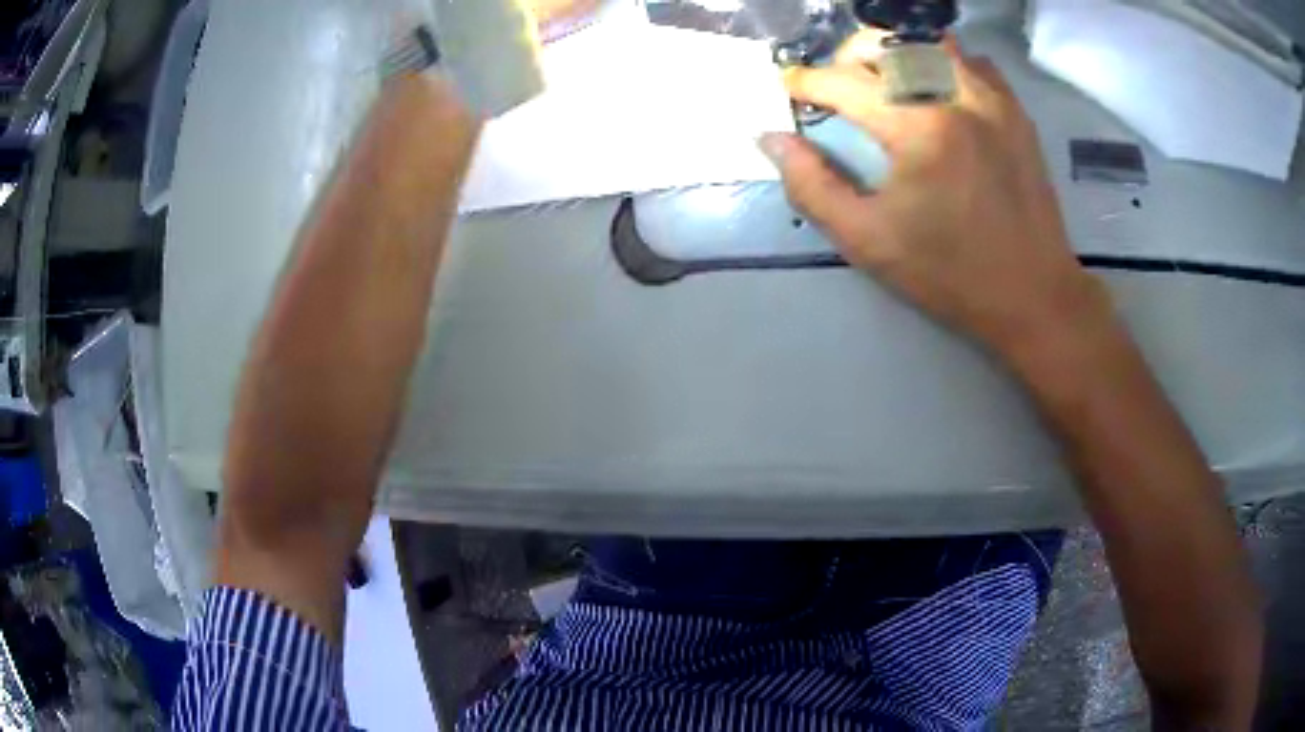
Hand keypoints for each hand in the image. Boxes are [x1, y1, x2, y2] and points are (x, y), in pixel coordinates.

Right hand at [760, 34, 1112, 367]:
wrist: (1033, 295)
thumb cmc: (949, 274)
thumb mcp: (868, 240)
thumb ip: (811, 186)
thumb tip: (771, 139)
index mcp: (919, 127)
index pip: (844, 82)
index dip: (806, 81)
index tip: (789, 88)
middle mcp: (957, 95)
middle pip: (886, 43)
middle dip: (848, 57)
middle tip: (836, 86)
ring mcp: (993, 98)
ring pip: (928, 42)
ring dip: (895, 54)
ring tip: (883, 84)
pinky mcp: (1015, 110)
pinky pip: (970, 60)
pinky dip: (941, 63)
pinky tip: (935, 92)